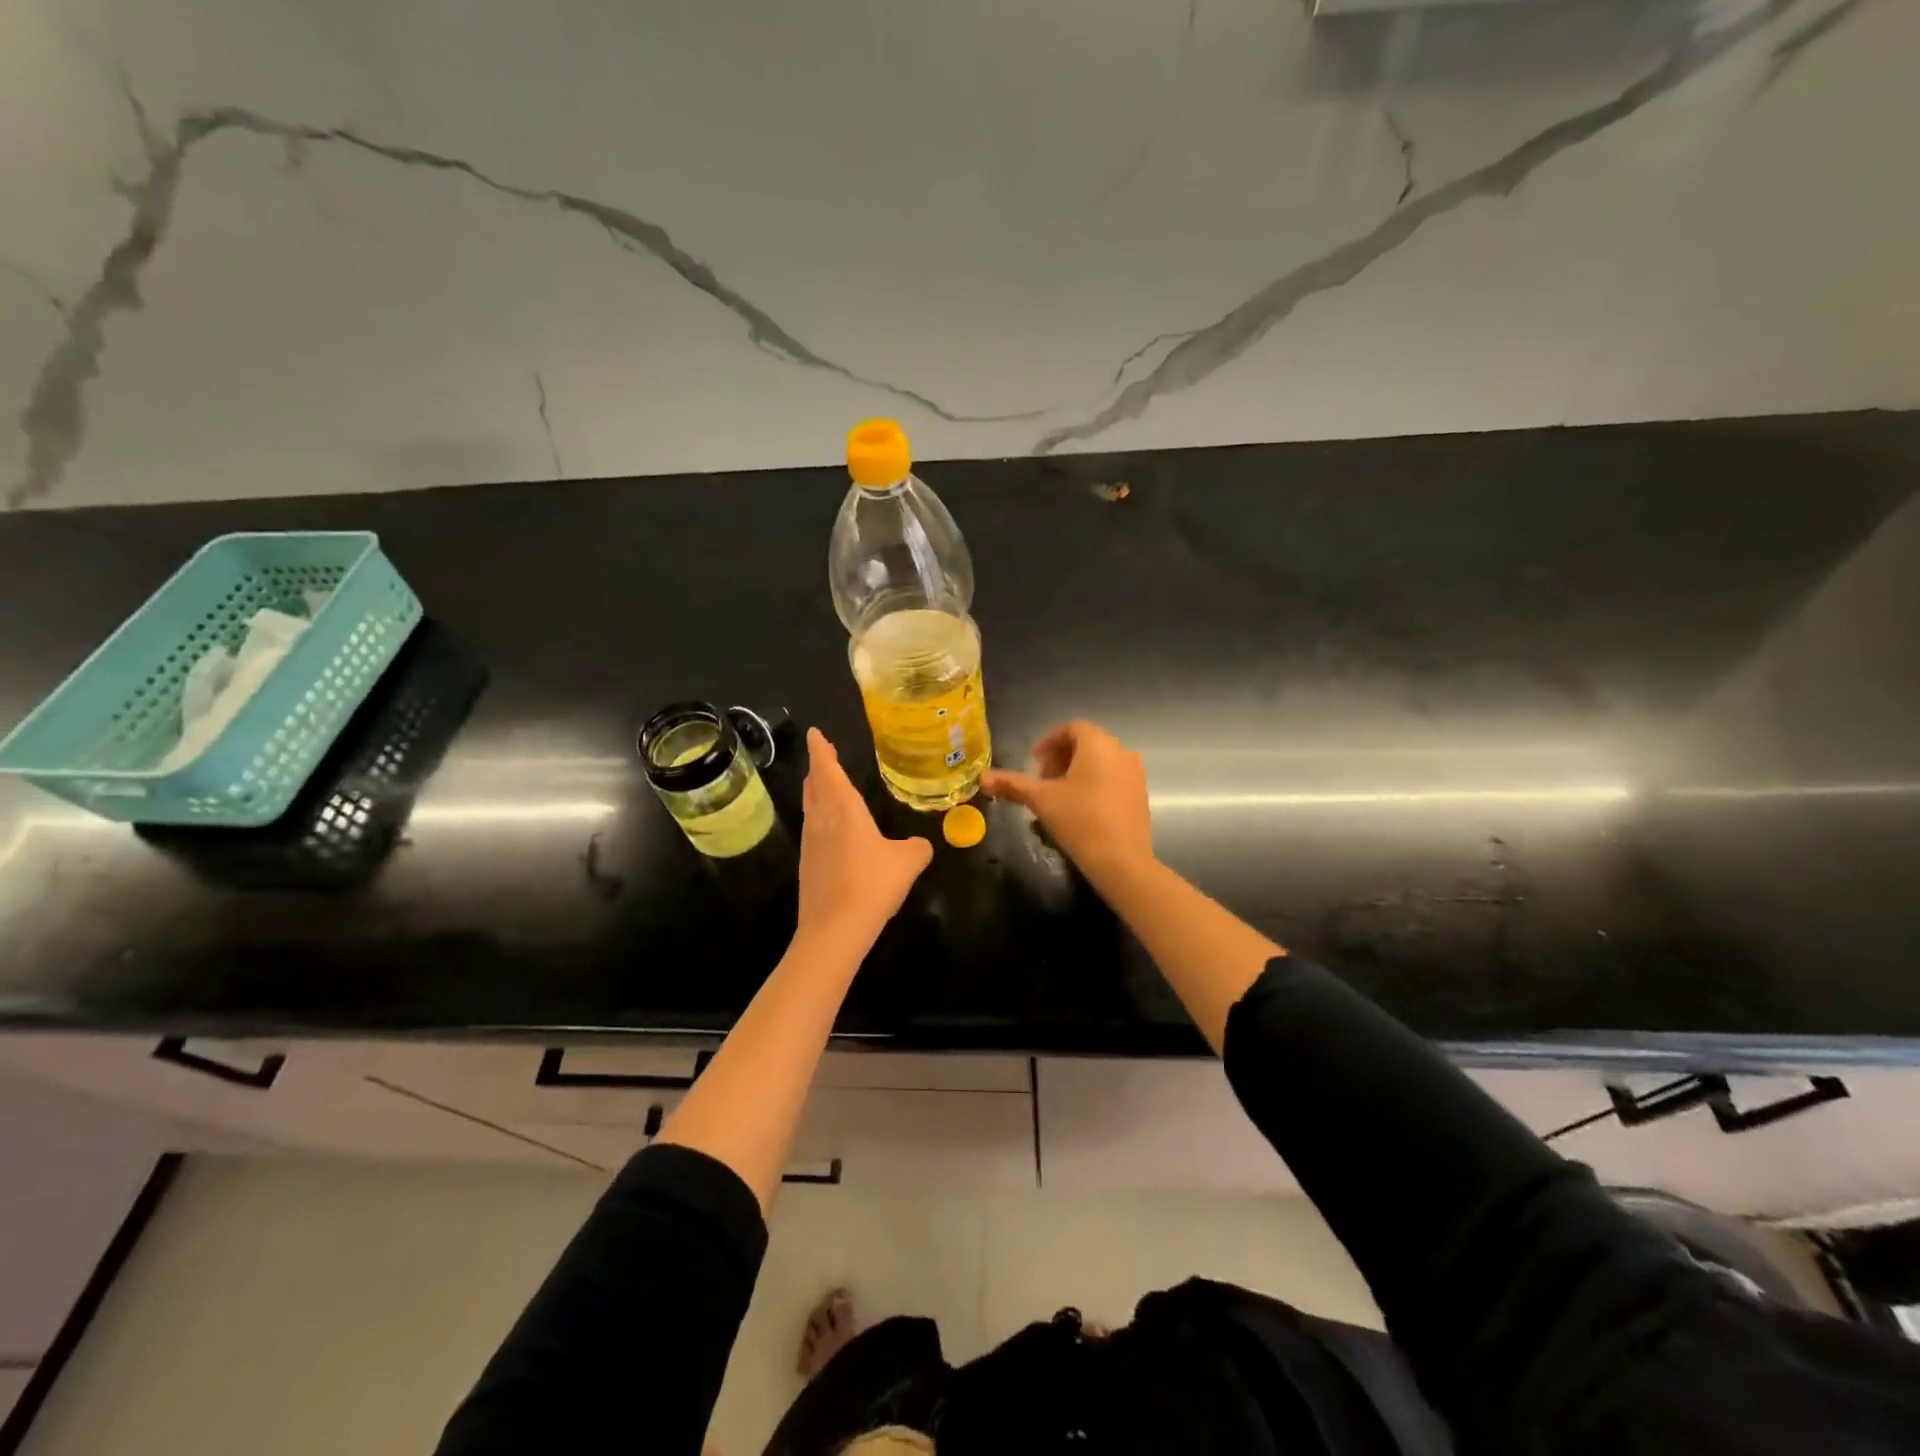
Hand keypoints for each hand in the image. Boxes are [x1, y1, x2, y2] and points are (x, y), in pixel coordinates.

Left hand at [796, 728, 932, 948]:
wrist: (835, 929)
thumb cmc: (873, 884)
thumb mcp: (908, 862)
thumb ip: (917, 848)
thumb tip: (920, 845)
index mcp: (844, 810)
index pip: (828, 770)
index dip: (821, 750)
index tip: (814, 733)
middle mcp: (822, 820)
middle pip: (815, 786)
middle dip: (819, 768)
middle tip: (823, 755)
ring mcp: (811, 844)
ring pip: (811, 808)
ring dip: (817, 792)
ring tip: (825, 785)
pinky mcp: (808, 865)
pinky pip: (813, 830)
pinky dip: (820, 818)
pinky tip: (831, 830)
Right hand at [982, 720, 1152, 883]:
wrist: (1122, 861)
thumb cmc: (1079, 820)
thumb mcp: (1041, 800)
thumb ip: (1012, 784)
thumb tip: (982, 778)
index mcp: (1098, 744)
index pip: (1072, 728)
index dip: (1049, 741)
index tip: (1034, 761)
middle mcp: (1121, 751)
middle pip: (1087, 743)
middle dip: (1061, 757)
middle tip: (1043, 781)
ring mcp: (1134, 773)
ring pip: (1100, 762)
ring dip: (1076, 772)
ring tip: (1058, 797)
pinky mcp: (1140, 794)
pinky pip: (1113, 778)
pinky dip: (1094, 783)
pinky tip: (1080, 810)